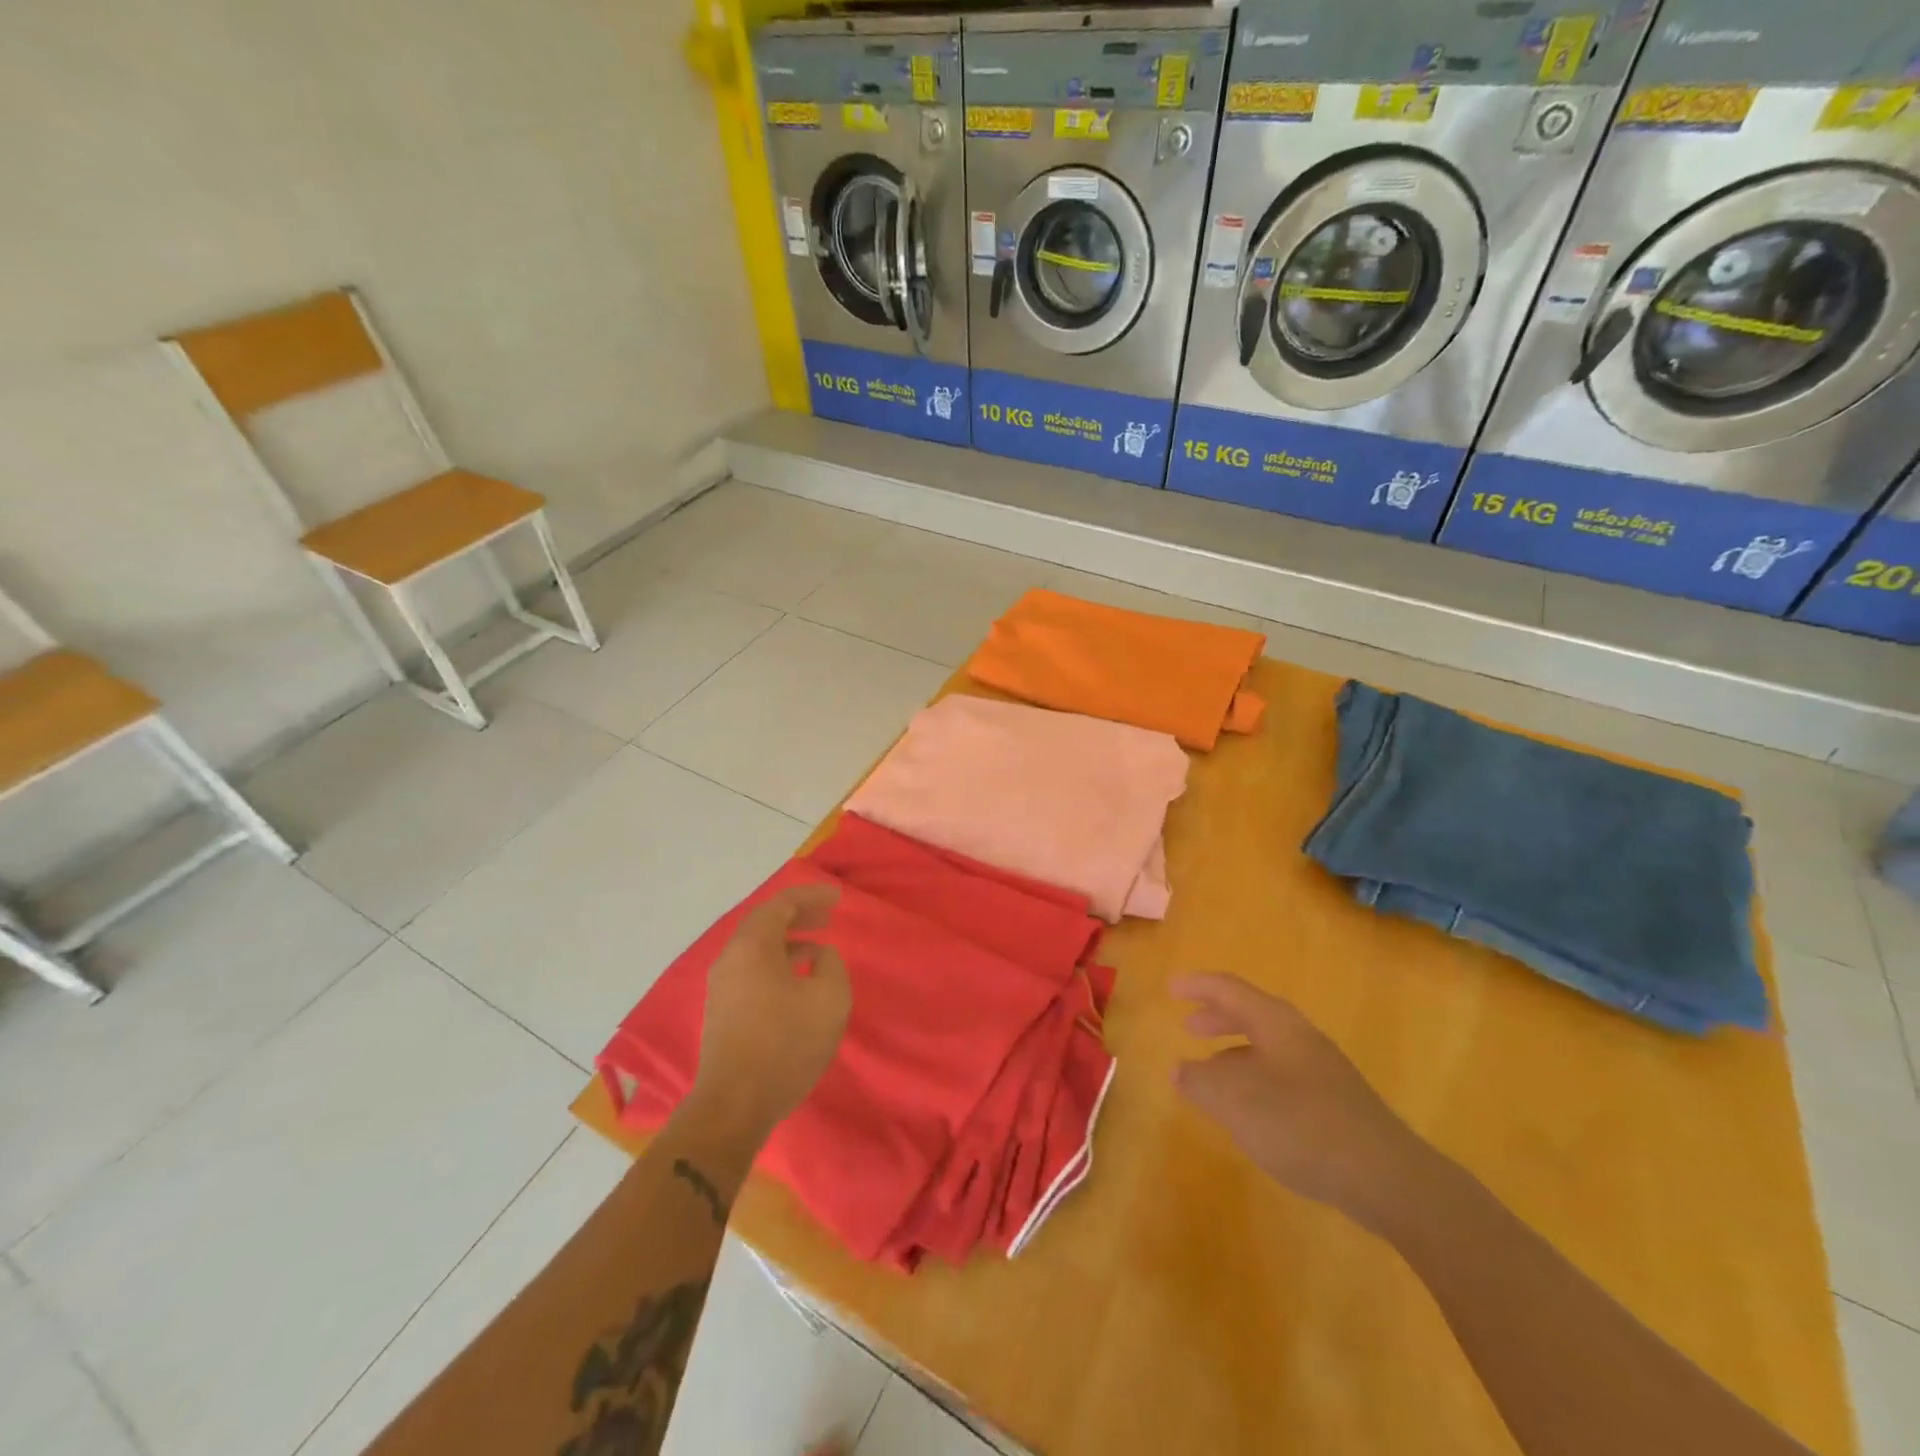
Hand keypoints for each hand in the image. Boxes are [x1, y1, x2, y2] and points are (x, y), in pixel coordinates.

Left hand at [689, 884, 851, 1139]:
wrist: (734, 1104)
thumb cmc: (785, 1044)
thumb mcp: (829, 998)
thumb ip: (831, 964)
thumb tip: (819, 954)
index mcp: (753, 946)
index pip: (782, 904)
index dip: (811, 896)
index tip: (837, 898)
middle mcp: (731, 958)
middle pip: (765, 922)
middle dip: (798, 914)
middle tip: (827, 916)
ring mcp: (722, 985)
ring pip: (757, 947)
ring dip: (788, 940)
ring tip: (818, 946)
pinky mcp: (722, 1009)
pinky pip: (752, 968)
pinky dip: (777, 960)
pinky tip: (798, 978)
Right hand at [1172, 973, 1432, 1230]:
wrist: (1386, 1177)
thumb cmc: (1301, 1124)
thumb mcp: (1235, 1101)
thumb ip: (1200, 1081)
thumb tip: (1179, 1069)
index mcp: (1275, 1023)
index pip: (1229, 989)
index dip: (1197, 986)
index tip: (1170, 989)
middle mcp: (1299, 1037)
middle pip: (1251, 1014)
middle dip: (1217, 1018)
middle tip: (1188, 1027)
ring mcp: (1322, 1070)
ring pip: (1267, 1047)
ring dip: (1234, 1052)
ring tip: (1211, 1073)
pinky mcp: (1335, 1103)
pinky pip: (1282, 1074)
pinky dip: (1255, 1078)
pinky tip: (1249, 1111)